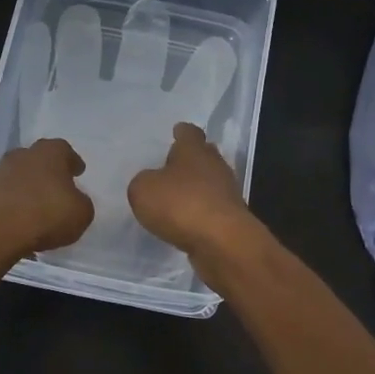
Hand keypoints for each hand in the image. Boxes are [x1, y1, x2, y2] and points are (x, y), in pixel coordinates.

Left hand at [0, 138, 94, 261]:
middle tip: (59, 187)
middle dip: (49, 172)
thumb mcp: (81, 213)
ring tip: (40, 207)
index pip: (64, 150)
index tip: (78, 172)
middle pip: (39, 159)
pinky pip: (7, 195)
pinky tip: (22, 219)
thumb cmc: (46, 215)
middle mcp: (23, 155)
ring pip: (21, 176)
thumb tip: (74, 201)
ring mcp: (0, 173)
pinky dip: (15, 204)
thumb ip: (81, 203)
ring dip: (30, 188)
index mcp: (50, 152)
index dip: (72, 162)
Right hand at [127, 123, 256, 261]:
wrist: (222, 242)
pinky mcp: (231, 218)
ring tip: (175, 197)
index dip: (181, 132)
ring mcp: (227, 193)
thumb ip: (143, 182)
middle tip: (171, 166)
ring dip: (195, 188)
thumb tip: (152, 182)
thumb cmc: (180, 204)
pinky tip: (185, 221)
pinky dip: (199, 211)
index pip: (189, 133)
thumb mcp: (143, 190)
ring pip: (209, 183)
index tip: (176, 131)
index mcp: (194, 150)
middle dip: (190, 160)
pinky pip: (211, 208)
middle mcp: (215, 166)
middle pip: (204, 156)